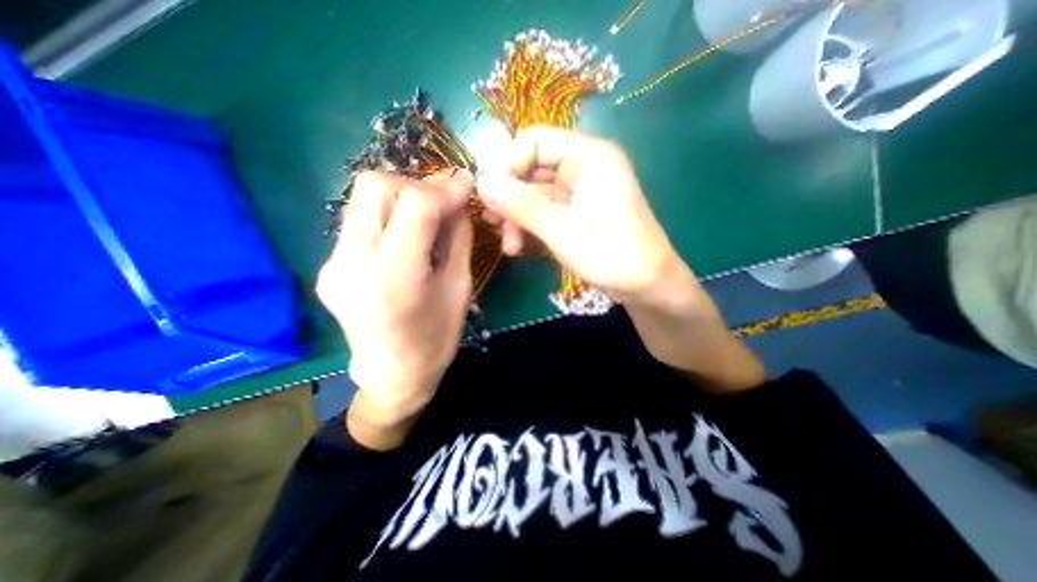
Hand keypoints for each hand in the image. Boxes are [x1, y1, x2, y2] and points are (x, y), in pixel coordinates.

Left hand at [319, 169, 473, 440]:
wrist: (392, 374)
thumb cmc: (436, 339)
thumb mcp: (460, 289)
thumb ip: (458, 238)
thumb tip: (457, 201)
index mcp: (394, 278)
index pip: (414, 206)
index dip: (444, 188)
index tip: (465, 183)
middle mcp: (352, 264)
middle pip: (375, 186)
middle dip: (415, 186)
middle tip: (441, 205)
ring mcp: (333, 263)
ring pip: (362, 198)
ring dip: (400, 198)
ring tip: (426, 220)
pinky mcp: (329, 265)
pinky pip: (359, 221)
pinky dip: (388, 217)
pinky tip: (406, 239)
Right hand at [476, 126, 686, 305]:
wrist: (647, 286)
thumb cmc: (613, 257)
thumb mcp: (564, 232)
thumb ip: (523, 206)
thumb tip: (482, 184)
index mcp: (589, 157)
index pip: (535, 141)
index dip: (507, 164)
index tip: (489, 196)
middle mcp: (583, 167)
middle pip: (531, 168)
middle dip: (510, 197)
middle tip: (493, 224)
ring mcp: (578, 191)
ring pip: (533, 193)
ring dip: (516, 217)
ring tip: (509, 245)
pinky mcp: (575, 211)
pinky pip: (543, 210)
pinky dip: (529, 226)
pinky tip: (519, 247)